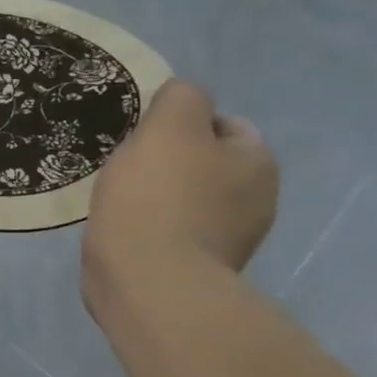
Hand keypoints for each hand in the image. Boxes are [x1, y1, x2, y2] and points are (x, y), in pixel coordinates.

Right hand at [83, 79, 278, 295]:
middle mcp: (255, 202)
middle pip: (205, 161)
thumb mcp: (170, 125)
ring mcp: (226, 239)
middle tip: (128, 159)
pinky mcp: (194, 266)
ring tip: (118, 191)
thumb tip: (183, 100)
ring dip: (155, 190)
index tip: (146, 132)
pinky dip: (147, 220)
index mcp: (258, 164)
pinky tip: (121, 221)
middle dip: (169, 157)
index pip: (226, 124)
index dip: (185, 120)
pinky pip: (169, 227)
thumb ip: (182, 97)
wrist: (146, 279)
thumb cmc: (159, 195)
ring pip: (185, 195)